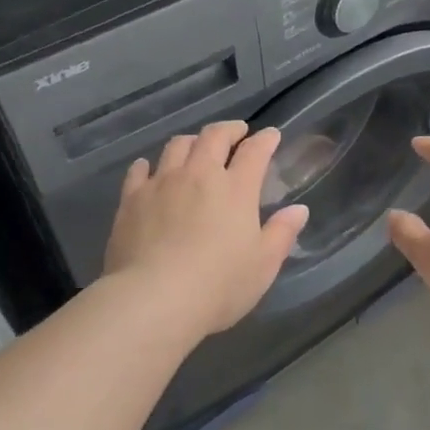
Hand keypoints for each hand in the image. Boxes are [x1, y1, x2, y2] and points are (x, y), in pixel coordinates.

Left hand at [103, 121, 309, 339]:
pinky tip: (148, 168)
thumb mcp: (263, 265)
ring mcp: (162, 183)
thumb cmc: (218, 285)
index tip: (271, 135)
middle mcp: (198, 175)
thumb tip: (298, 209)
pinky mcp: (131, 199)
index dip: (265, 139)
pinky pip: (139, 170)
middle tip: (236, 133)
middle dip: (228, 130)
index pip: (254, 152)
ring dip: (191, 142)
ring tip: (195, 148)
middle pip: (213, 137)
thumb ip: (281, 233)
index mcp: (236, 189)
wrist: (154, 298)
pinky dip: (148, 165)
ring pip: (176, 146)